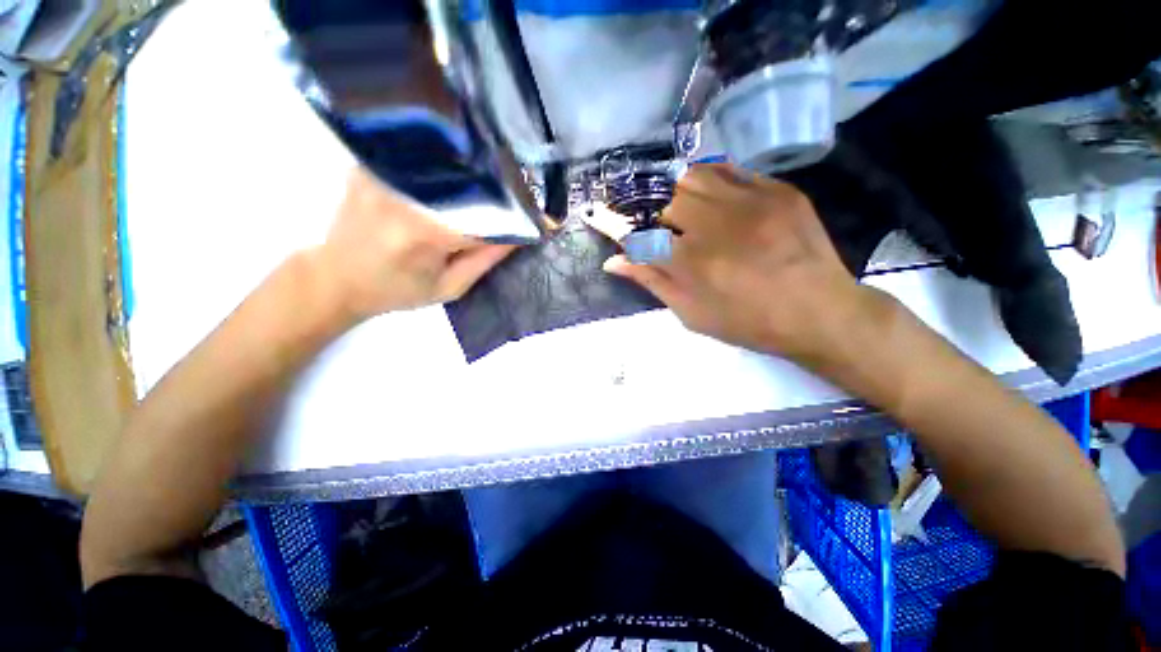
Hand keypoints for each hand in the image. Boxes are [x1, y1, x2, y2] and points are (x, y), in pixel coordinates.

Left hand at [313, 167, 514, 320]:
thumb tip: (518, 235)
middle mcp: (406, 196)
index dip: (519, 218)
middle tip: (526, 190)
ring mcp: (385, 174)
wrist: (335, 278)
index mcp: (426, 233)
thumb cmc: (396, 291)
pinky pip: (421, 157)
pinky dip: (447, 162)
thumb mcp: (449, 287)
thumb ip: (485, 260)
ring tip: (499, 177)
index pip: (488, 217)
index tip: (544, 217)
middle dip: (503, 187)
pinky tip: (461, 165)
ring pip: (447, 164)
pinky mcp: (372, 165)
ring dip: (477, 170)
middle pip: (469, 181)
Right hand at [604, 164, 871, 364]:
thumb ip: (652, 281)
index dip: (613, 223)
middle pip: (665, 199)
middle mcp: (718, 225)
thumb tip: (614, 261)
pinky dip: (711, 181)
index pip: (638, 235)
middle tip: (665, 230)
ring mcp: (752, 201)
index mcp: (693, 265)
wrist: (819, 312)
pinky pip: (730, 170)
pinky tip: (714, 201)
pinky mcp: (778, 190)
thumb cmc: (749, 323)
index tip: (596, 213)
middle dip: (656, 214)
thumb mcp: (692, 313)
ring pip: (694, 176)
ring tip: (688, 214)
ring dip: (680, 193)